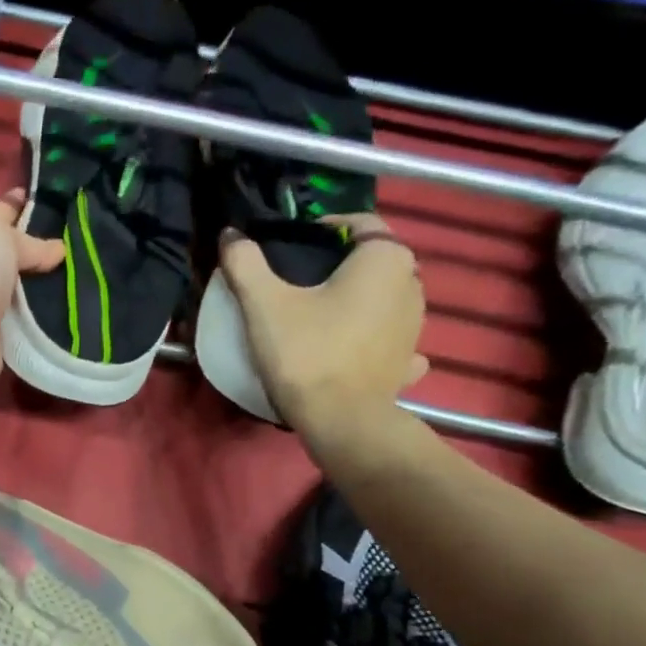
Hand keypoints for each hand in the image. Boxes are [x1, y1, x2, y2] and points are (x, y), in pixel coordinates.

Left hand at [0, 190, 63, 421]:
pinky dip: (43, 318)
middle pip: (13, 253)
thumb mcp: (1, 238)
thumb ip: (29, 242)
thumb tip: (57, 250)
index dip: (25, 206)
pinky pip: (26, 321)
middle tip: (83, 245)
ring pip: (23, 289)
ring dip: (46, 287)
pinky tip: (71, 311)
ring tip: (85, 277)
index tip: (62, 207)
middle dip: (43, 250)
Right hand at [217, 213, 428, 438]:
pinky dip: (374, 336)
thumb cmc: (306, 354)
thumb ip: (245, 263)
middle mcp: (411, 284)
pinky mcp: (407, 361)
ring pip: (384, 298)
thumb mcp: (265, 305)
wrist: (341, 423)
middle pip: (373, 261)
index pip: (360, 223)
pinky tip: (354, 347)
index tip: (293, 246)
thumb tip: (230, 234)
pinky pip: (391, 338)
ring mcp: (415, 326)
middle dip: (341, 265)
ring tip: (320, 315)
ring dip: (359, 299)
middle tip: (300, 282)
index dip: (324, 228)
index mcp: (384, 259)